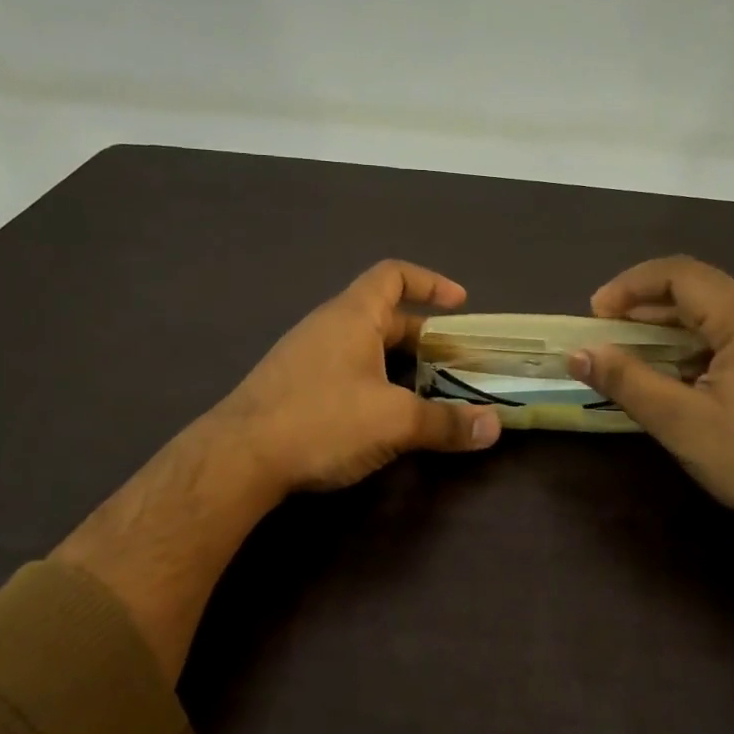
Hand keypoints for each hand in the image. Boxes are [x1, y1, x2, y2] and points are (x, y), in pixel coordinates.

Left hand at [207, 260, 501, 494]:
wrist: (238, 458)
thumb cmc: (322, 420)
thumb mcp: (394, 421)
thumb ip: (446, 422)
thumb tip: (495, 426)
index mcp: (352, 316)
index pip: (393, 275)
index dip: (430, 282)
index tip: (460, 303)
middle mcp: (327, 327)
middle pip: (383, 316)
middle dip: (423, 337)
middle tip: (455, 364)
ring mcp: (305, 357)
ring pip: (363, 348)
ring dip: (398, 364)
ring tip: (428, 394)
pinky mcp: (293, 388)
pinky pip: (344, 371)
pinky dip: (373, 383)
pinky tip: (382, 418)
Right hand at [570, 256, 733, 552]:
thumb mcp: (682, 423)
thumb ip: (627, 381)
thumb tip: (578, 354)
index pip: (681, 274)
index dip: (630, 286)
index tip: (596, 313)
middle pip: (702, 291)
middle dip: (648, 307)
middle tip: (608, 334)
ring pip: (722, 315)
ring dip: (674, 329)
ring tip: (637, 355)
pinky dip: (702, 346)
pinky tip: (682, 376)